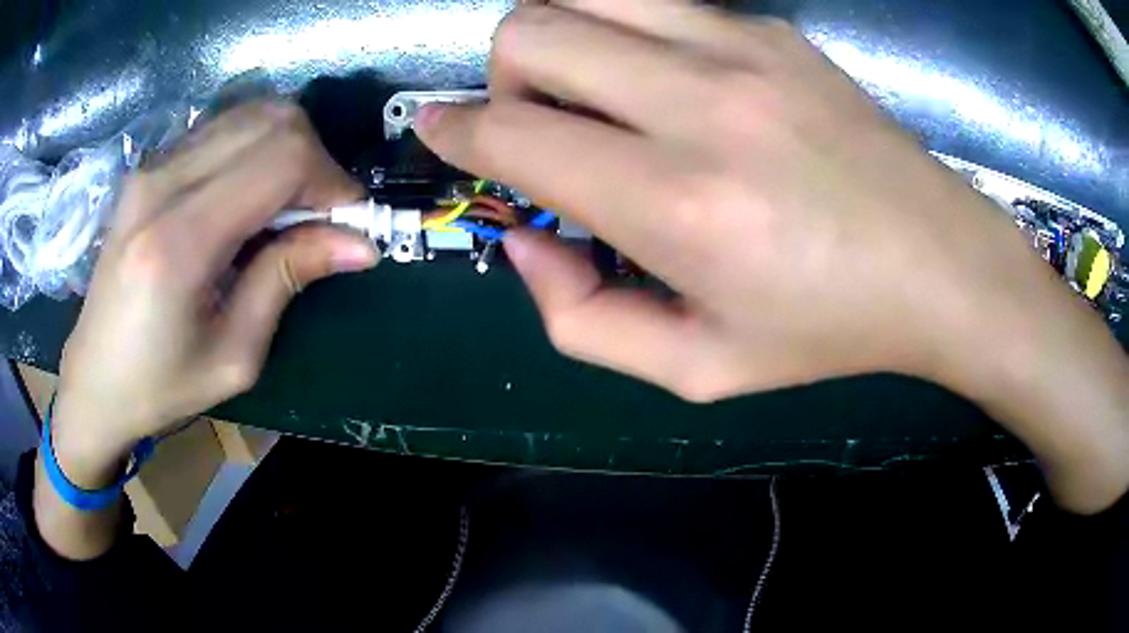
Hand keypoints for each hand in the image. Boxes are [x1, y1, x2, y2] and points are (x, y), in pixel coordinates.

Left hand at [51, 101, 377, 483]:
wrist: (93, 378)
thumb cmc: (160, 385)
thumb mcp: (233, 355)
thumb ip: (287, 279)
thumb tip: (360, 243)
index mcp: (178, 242)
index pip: (280, 159)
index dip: (332, 178)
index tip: (350, 220)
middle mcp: (161, 184)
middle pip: (271, 121)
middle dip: (316, 157)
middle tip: (322, 212)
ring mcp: (151, 166)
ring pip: (250, 114)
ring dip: (288, 149)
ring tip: (288, 204)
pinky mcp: (149, 166)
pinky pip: (222, 128)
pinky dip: (256, 148)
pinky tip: (251, 195)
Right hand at [419, 2, 1128, 510]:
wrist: (939, 266)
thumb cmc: (828, 330)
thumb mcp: (695, 370)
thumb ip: (581, 319)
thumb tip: (526, 239)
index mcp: (677, 203)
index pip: (512, 135)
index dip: (453, 131)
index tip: (437, 131)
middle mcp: (700, 102)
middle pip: (531, 30)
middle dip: (503, 77)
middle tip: (536, 125)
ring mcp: (741, 48)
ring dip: (557, 40)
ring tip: (592, 94)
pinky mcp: (772, 30)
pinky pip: (655, 3)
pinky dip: (625, 33)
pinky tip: (666, 84)